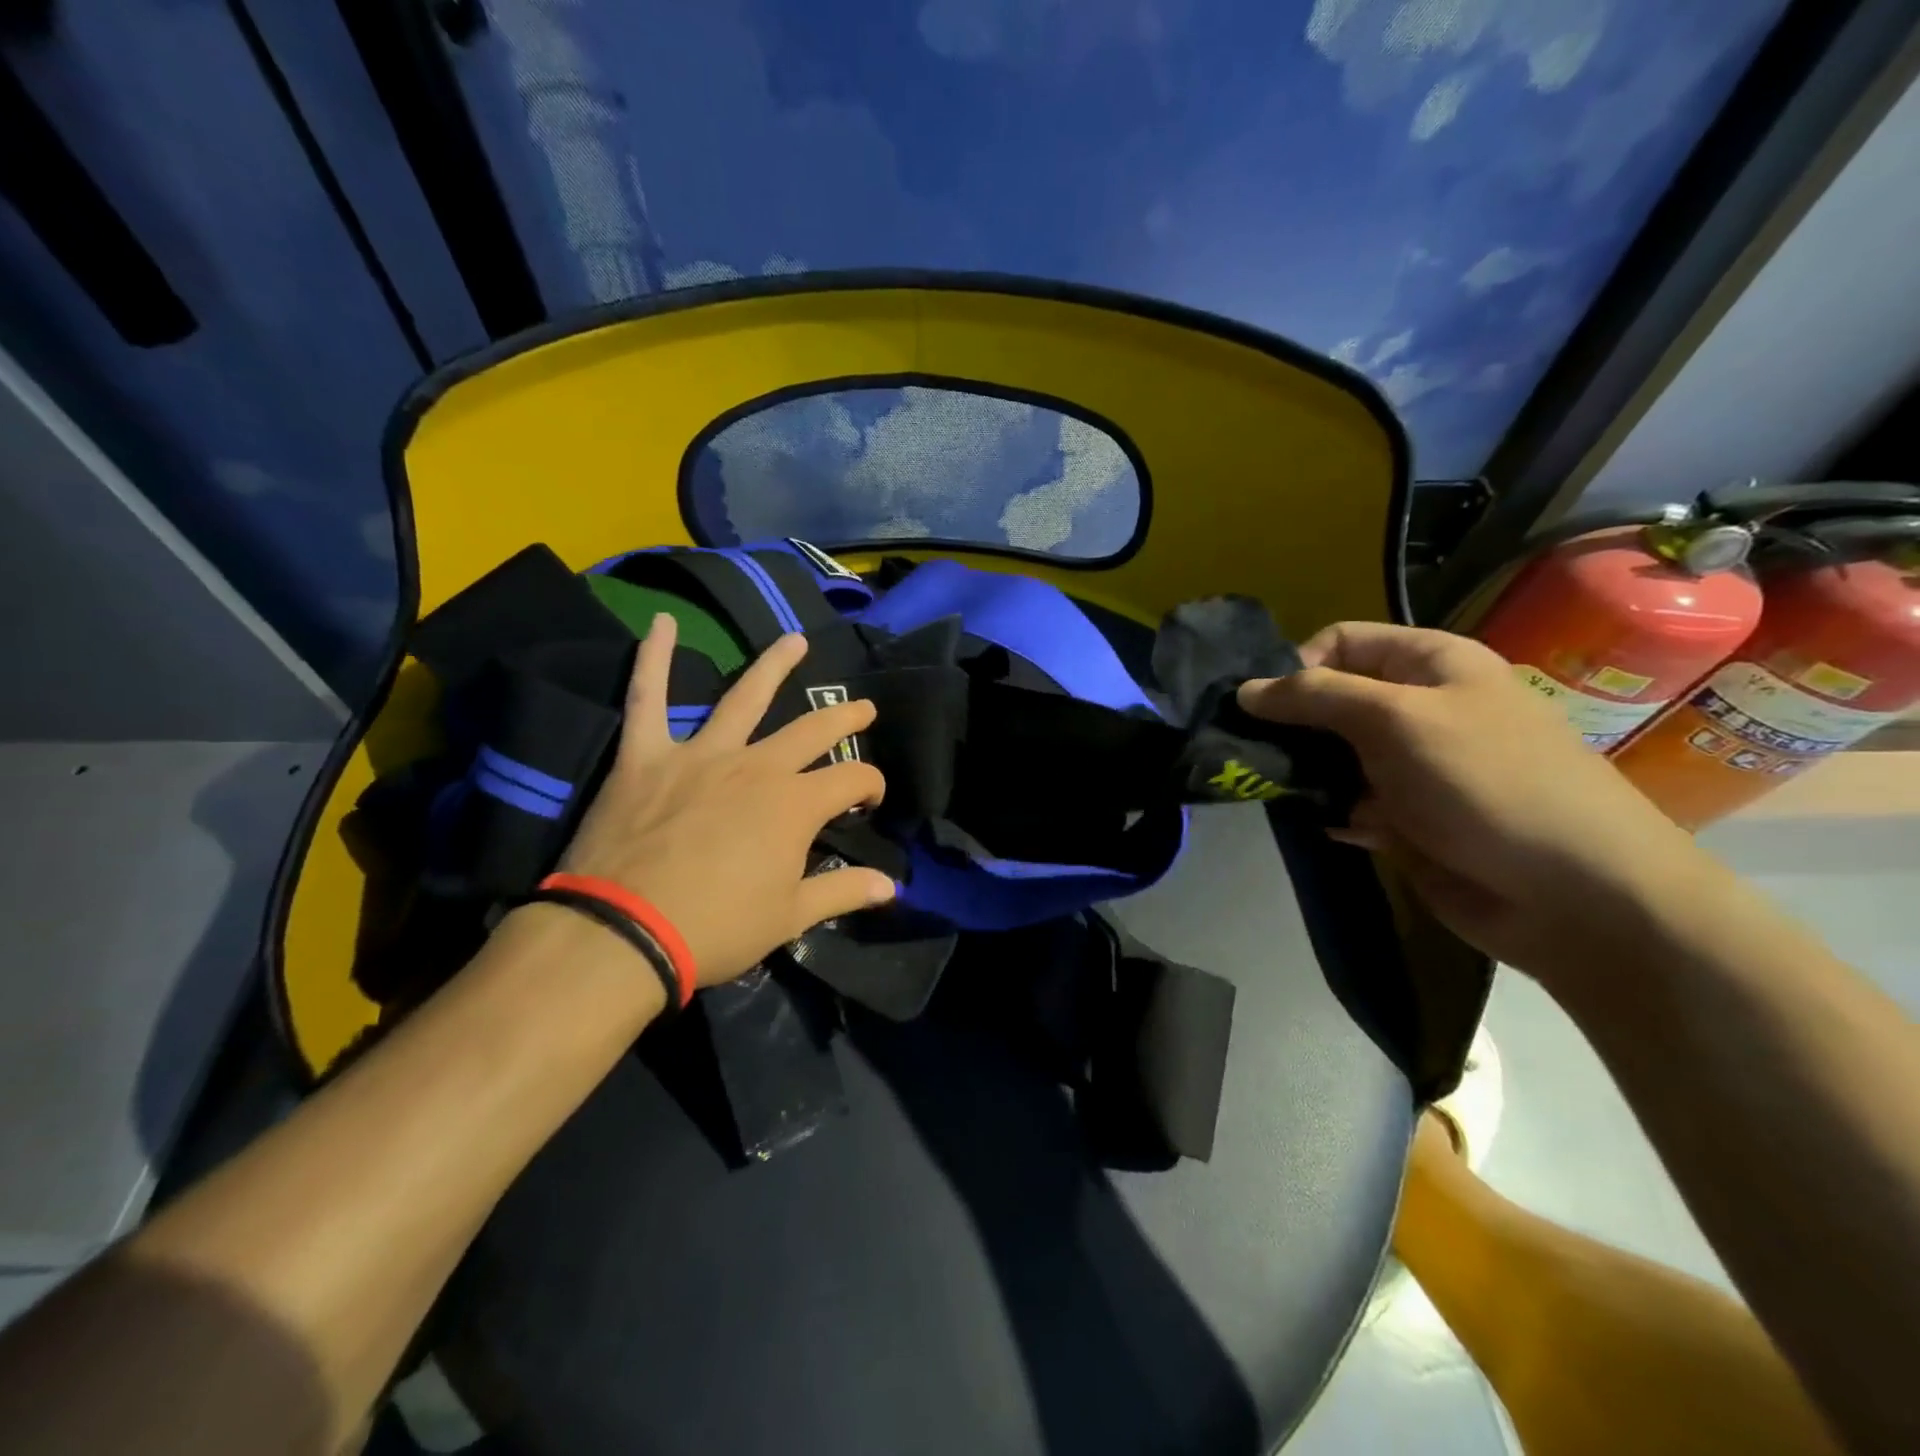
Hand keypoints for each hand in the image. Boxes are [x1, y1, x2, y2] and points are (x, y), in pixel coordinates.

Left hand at [557, 615, 894, 985]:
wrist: (622, 932)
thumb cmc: (715, 927)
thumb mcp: (790, 917)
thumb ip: (843, 891)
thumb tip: (891, 887)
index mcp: (794, 804)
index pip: (853, 778)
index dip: (871, 786)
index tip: (868, 802)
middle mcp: (756, 766)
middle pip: (812, 729)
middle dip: (844, 717)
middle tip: (863, 706)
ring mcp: (701, 755)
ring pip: (744, 697)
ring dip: (773, 666)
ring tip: (794, 641)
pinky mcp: (647, 756)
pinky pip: (648, 698)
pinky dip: (653, 659)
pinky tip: (660, 624)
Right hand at [1238, 622, 1705, 978]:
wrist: (1573, 894)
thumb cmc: (1485, 782)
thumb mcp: (1396, 719)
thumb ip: (1315, 696)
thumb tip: (1245, 689)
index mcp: (1429, 664)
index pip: (1339, 642)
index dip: (1295, 666)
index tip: (1259, 709)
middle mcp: (1419, 708)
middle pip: (1331, 700)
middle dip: (1291, 725)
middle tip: (1251, 753)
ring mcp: (1413, 766)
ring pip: (1333, 755)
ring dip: (1305, 772)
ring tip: (1278, 792)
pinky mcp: (1407, 819)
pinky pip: (1348, 803)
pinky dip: (1332, 812)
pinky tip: (1330, 826)